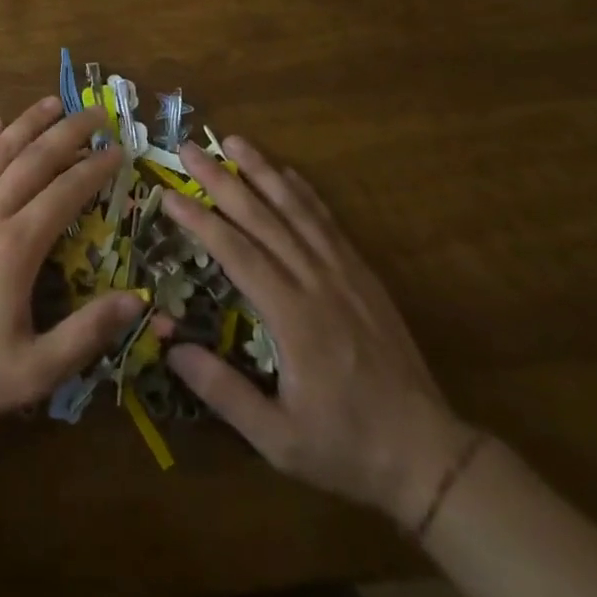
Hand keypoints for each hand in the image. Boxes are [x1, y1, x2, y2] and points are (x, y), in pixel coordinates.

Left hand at [0, 99, 147, 426]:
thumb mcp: (35, 370)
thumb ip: (87, 333)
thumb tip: (136, 300)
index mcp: (15, 247)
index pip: (65, 192)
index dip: (95, 169)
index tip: (119, 150)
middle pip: (33, 159)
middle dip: (68, 132)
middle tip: (94, 112)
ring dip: (26, 123)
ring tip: (51, 102)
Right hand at [160, 136, 476, 528]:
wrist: (427, 455)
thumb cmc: (345, 447)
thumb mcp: (278, 440)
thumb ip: (224, 393)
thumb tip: (170, 348)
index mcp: (293, 318)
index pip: (237, 253)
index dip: (200, 220)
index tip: (169, 194)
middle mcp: (317, 283)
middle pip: (263, 218)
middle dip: (221, 180)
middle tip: (189, 148)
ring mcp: (344, 274)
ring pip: (297, 210)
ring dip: (262, 171)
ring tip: (233, 141)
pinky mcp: (363, 275)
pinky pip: (329, 223)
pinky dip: (305, 193)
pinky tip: (286, 172)